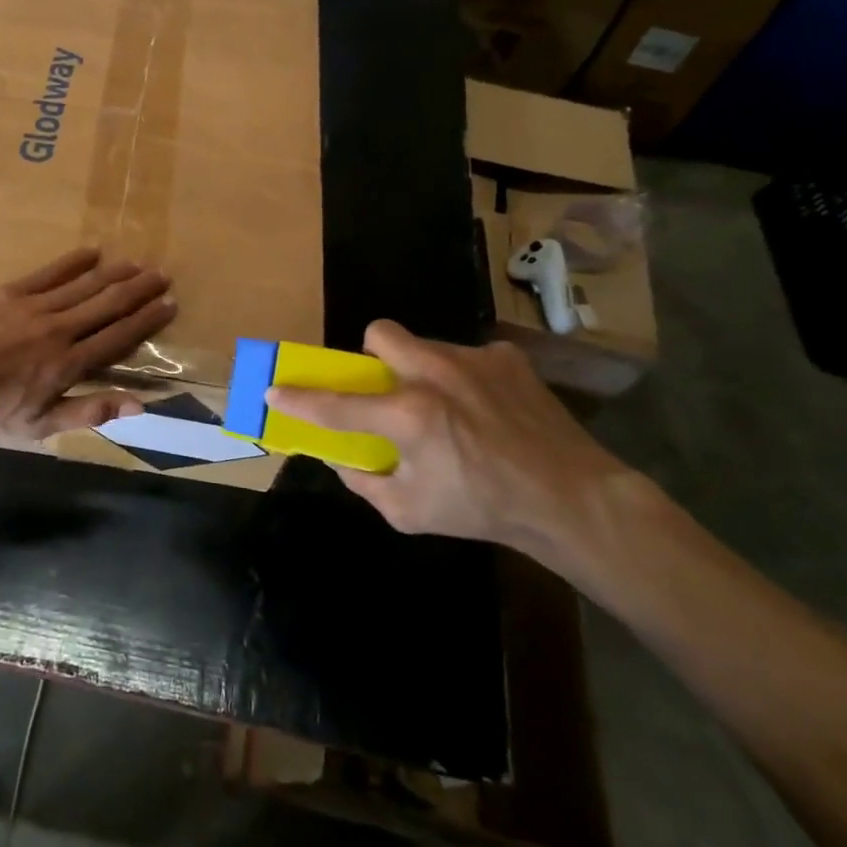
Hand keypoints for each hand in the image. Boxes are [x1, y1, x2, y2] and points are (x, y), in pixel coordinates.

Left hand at [0, 248, 175, 438]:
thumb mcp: (39, 425)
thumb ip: (89, 411)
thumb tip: (139, 404)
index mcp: (68, 364)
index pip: (118, 336)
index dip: (146, 320)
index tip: (169, 305)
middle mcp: (60, 329)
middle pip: (108, 304)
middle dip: (139, 289)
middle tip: (162, 275)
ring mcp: (35, 306)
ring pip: (85, 285)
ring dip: (114, 273)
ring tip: (137, 263)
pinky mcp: (11, 292)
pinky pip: (50, 272)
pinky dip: (74, 262)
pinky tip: (93, 251)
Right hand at [265, 320, 630, 552]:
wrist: (571, 498)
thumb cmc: (483, 509)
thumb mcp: (410, 513)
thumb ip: (365, 483)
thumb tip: (343, 458)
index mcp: (409, 416)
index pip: (336, 403)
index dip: (299, 398)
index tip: (275, 389)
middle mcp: (435, 375)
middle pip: (381, 334)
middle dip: (372, 356)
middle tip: (387, 389)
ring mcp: (474, 360)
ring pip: (425, 346)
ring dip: (421, 371)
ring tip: (448, 408)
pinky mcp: (506, 359)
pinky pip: (467, 358)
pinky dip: (465, 379)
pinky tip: (486, 410)